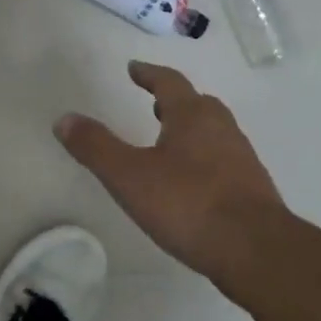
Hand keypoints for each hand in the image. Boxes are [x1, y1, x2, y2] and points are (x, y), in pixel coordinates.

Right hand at [54, 61, 287, 273]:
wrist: (257, 252)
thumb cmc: (188, 205)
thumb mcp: (129, 176)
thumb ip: (95, 146)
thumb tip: (64, 118)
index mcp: (192, 116)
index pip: (169, 83)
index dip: (149, 74)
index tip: (134, 69)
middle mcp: (222, 129)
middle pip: (197, 104)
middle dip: (174, 102)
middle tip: (154, 104)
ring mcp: (242, 159)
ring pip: (213, 132)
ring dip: (190, 130)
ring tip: (168, 143)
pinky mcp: (252, 190)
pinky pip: (223, 161)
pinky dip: (204, 160)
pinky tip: (192, 184)